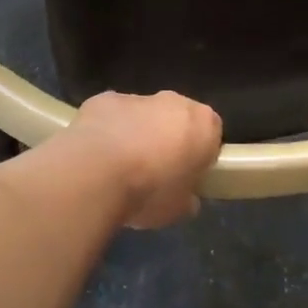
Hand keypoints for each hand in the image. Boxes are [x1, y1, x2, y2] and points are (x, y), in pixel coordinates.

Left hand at [64, 91, 223, 228]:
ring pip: (142, 115)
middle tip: (154, 172)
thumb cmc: (149, 192)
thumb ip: (187, 198)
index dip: (200, 155)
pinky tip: (95, 156)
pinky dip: (107, 130)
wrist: (95, 173)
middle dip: (168, 139)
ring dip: (136, 134)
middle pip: (177, 119)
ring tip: (119, 168)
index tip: (187, 176)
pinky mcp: (102, 99)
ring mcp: (137, 97)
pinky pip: (111, 116)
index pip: (211, 134)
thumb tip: (186, 198)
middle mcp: (174, 102)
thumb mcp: (179, 209)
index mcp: (203, 124)